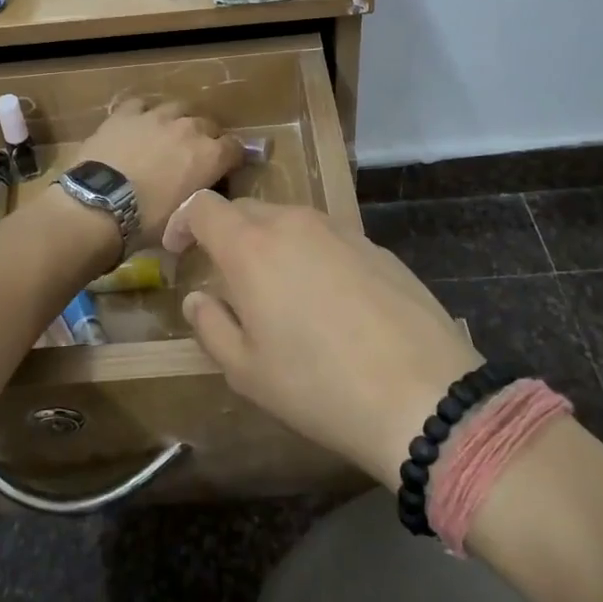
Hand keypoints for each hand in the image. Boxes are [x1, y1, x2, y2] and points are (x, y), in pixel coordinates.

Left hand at [74, 100, 243, 249]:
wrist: (99, 206)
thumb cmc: (147, 222)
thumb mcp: (185, 219)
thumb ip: (200, 201)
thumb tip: (201, 203)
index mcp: (210, 156)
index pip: (235, 148)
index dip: (230, 159)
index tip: (222, 171)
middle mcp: (189, 128)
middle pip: (208, 125)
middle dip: (205, 139)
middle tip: (192, 157)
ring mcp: (156, 116)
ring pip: (177, 108)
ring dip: (177, 121)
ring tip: (167, 137)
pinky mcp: (125, 113)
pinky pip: (141, 105)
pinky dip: (143, 114)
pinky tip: (137, 127)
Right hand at [163, 194, 483, 490]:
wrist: (423, 394)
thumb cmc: (318, 386)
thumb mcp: (247, 370)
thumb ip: (211, 325)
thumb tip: (198, 298)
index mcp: (252, 246)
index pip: (203, 207)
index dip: (183, 223)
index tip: (178, 252)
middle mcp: (294, 224)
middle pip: (245, 209)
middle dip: (225, 233)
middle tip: (223, 276)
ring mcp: (341, 230)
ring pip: (289, 221)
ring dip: (268, 243)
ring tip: (274, 289)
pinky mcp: (376, 246)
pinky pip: (326, 238)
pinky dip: (309, 254)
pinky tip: (325, 299)